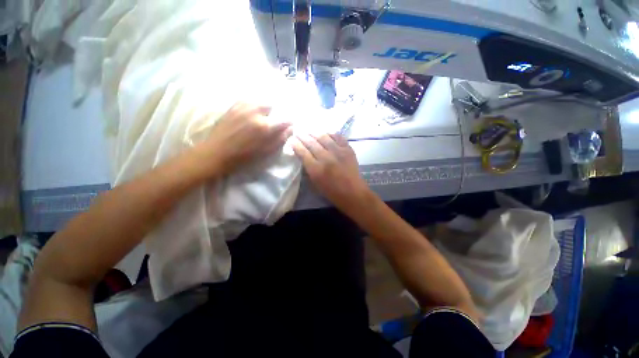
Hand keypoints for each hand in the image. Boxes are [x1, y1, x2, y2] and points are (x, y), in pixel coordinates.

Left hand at [196, 102, 292, 176]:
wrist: (218, 153)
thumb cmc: (245, 156)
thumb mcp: (267, 151)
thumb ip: (281, 139)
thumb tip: (290, 129)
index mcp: (265, 126)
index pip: (285, 119)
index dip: (288, 123)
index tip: (287, 126)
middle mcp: (255, 113)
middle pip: (272, 106)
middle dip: (273, 114)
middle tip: (269, 123)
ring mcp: (243, 107)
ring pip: (259, 102)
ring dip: (263, 109)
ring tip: (259, 119)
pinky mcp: (233, 106)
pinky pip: (248, 101)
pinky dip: (252, 107)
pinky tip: (249, 115)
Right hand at [292, 133, 371, 212]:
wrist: (353, 192)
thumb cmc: (332, 192)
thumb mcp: (315, 183)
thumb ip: (309, 168)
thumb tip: (303, 155)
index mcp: (316, 169)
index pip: (303, 152)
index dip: (296, 144)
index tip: (292, 139)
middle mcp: (326, 158)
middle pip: (311, 143)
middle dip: (303, 136)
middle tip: (298, 131)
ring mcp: (338, 152)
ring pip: (324, 137)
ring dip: (315, 132)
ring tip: (309, 129)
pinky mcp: (348, 149)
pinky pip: (338, 137)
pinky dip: (330, 133)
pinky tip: (326, 132)